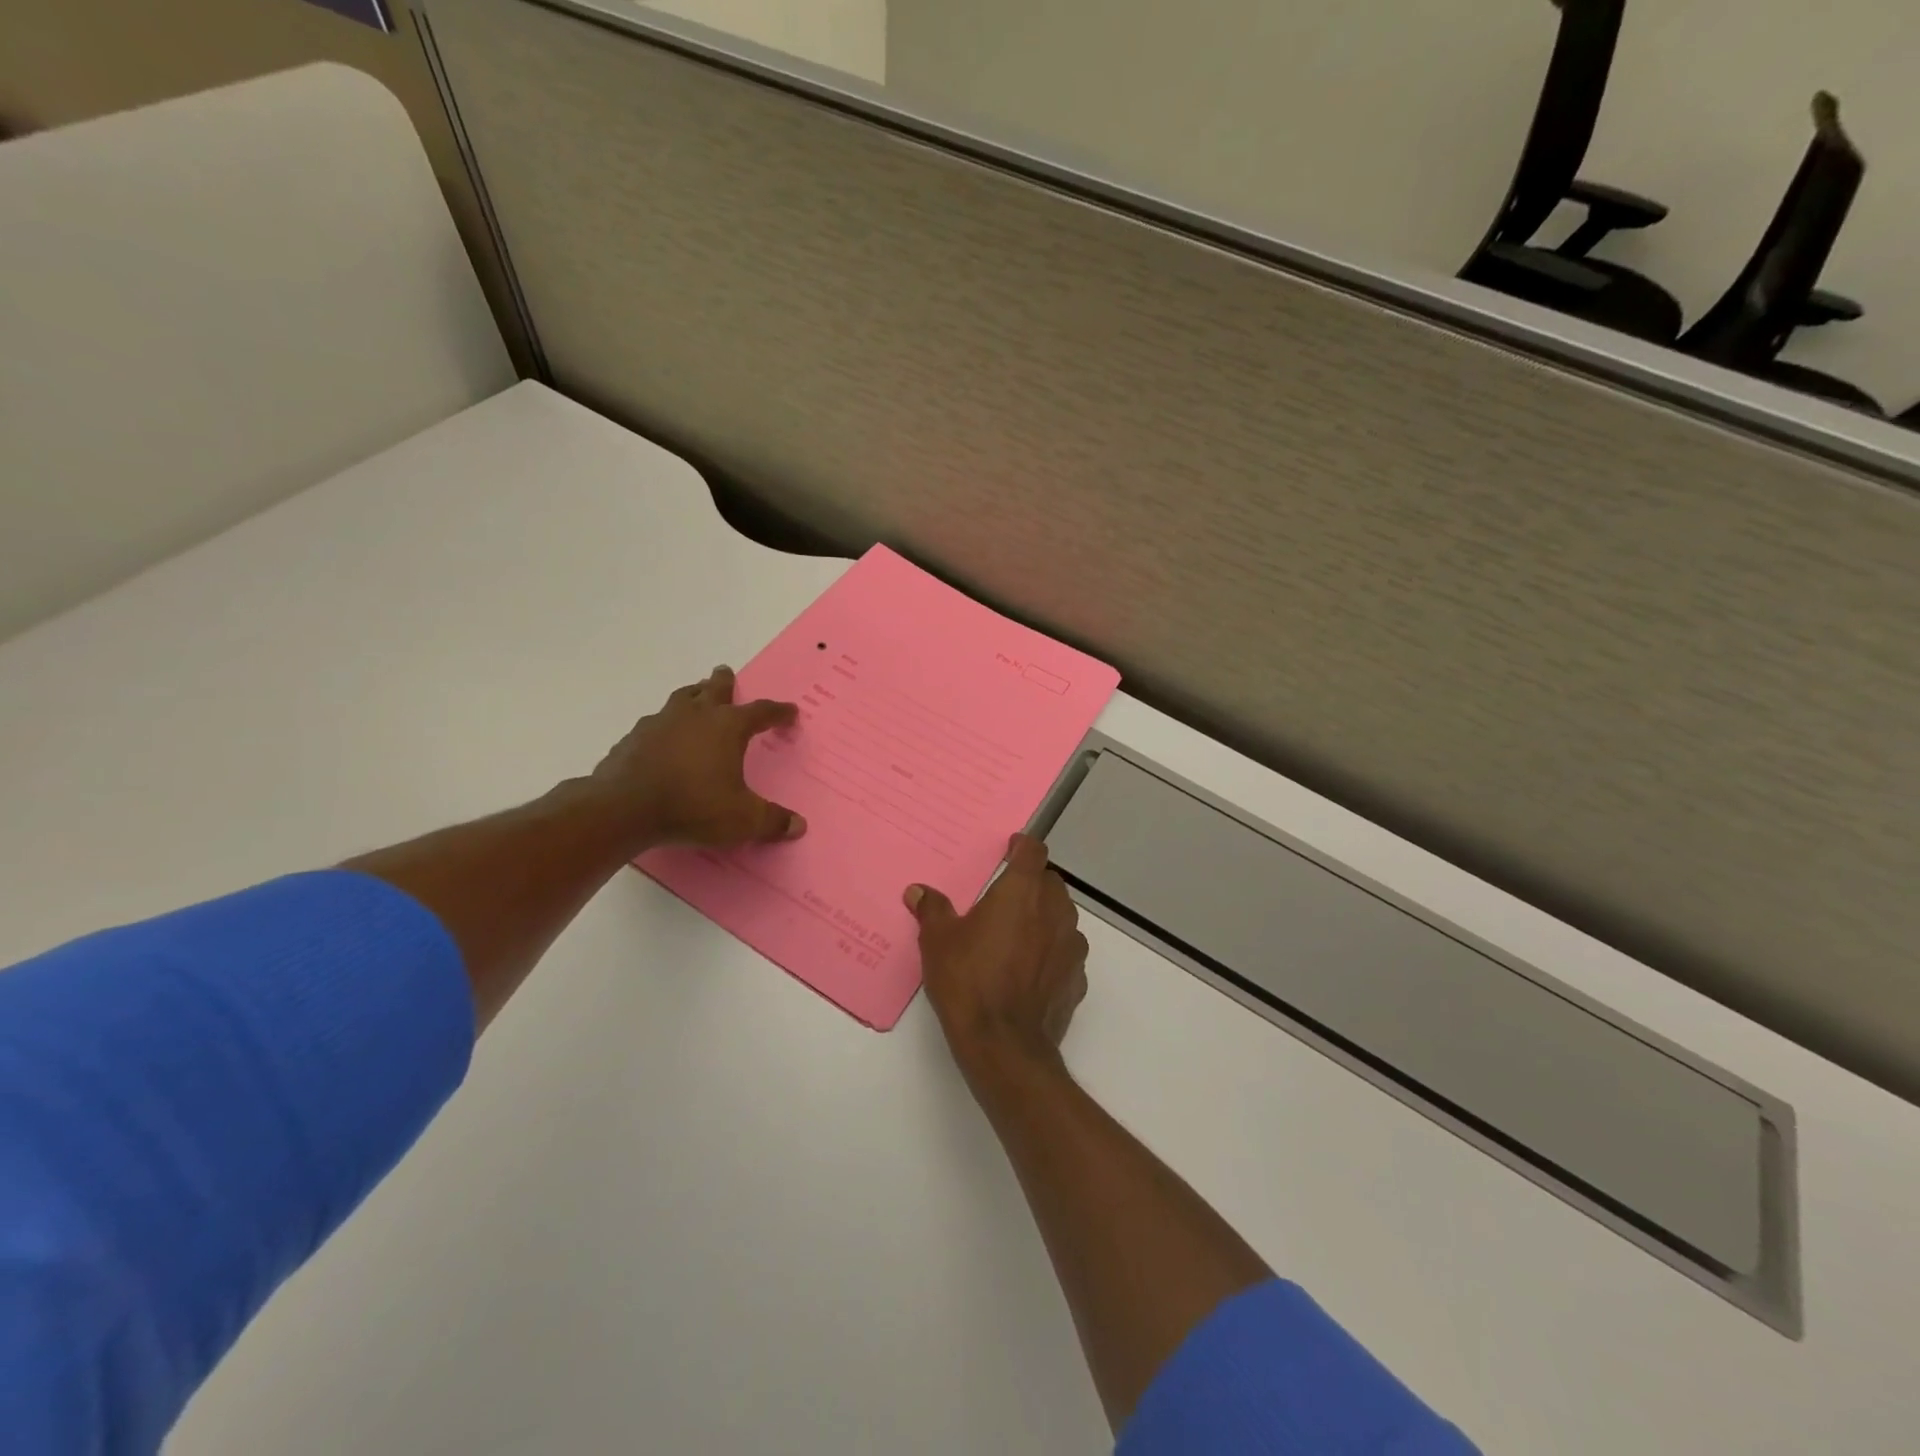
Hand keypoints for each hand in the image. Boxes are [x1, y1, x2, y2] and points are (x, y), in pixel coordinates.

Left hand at [594, 666, 806, 850]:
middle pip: (714, 688)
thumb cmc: (694, 807)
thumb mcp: (742, 820)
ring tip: (696, 696)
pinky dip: (665, 725)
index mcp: (728, 727)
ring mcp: (661, 723)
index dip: (778, 712)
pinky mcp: (634, 737)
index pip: (761, 712)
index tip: (790, 712)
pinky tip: (663, 737)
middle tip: (726, 673)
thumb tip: (798, 825)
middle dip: (724, 681)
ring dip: (693, 694)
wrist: (625, 808)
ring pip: (682, 698)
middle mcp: (696, 715)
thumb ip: (772, 821)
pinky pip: (655, 723)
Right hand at [905, 833, 1088, 1077]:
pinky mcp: (1077, 978)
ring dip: (1046, 916)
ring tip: (1019, 933)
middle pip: (1050, 882)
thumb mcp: (938, 942)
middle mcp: (1054, 911)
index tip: (1011, 849)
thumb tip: (918, 891)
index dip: (1023, 847)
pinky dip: (1053, 952)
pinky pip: (1067, 952)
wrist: (1004, 1044)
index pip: (1034, 851)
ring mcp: (1071, 946)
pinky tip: (1031, 969)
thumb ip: (932, 910)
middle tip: (1006, 896)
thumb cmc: (969, 981)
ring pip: (1063, 916)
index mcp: (1022, 892)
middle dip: (1032, 882)